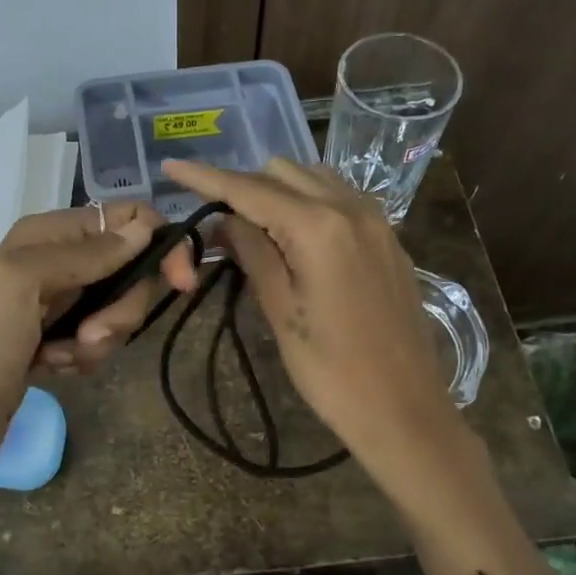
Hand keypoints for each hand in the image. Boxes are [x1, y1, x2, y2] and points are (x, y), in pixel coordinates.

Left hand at [0, 202, 197, 472]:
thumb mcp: (24, 282)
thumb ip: (86, 253)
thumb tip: (145, 230)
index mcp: (48, 233)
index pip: (127, 219)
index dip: (160, 245)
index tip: (179, 283)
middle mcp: (58, 260)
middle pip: (131, 268)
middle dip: (123, 306)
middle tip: (92, 334)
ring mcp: (60, 302)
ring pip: (119, 308)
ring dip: (101, 338)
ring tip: (63, 356)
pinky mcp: (61, 339)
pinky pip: (101, 339)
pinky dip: (86, 357)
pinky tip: (56, 368)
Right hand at [161, 157, 461, 467]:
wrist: (404, 407)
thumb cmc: (332, 370)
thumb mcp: (280, 312)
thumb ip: (252, 253)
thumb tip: (225, 220)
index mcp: (318, 226)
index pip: (249, 188)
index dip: (206, 176)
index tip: (172, 166)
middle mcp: (350, 208)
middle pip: (282, 173)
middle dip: (243, 186)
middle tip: (215, 221)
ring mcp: (376, 220)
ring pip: (314, 179)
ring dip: (278, 191)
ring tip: (253, 227)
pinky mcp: (389, 238)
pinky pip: (340, 198)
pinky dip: (309, 202)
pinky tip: (296, 234)